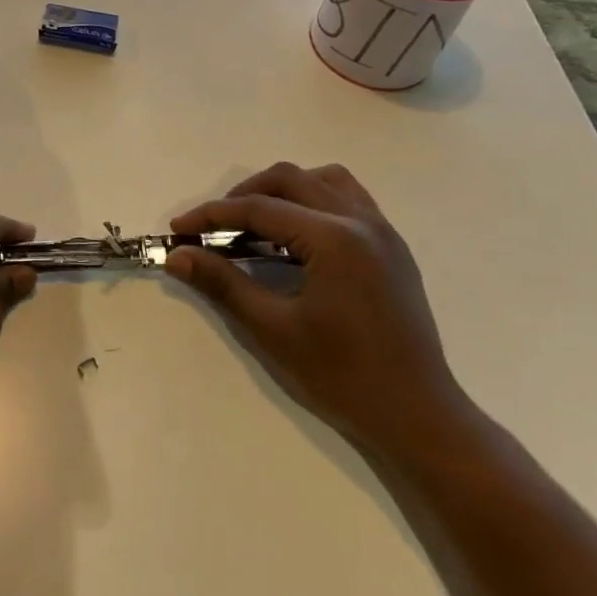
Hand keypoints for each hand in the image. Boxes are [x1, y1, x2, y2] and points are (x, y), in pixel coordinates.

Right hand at [166, 162, 473, 461]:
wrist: (418, 417)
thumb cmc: (342, 376)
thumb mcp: (273, 329)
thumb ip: (223, 283)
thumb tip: (178, 256)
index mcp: (333, 238)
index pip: (259, 209)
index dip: (213, 215)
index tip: (179, 229)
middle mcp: (360, 221)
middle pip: (289, 179)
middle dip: (244, 195)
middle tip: (214, 227)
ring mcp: (382, 231)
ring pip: (323, 179)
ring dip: (283, 189)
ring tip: (257, 222)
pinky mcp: (392, 247)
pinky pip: (348, 198)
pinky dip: (314, 200)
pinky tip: (298, 234)